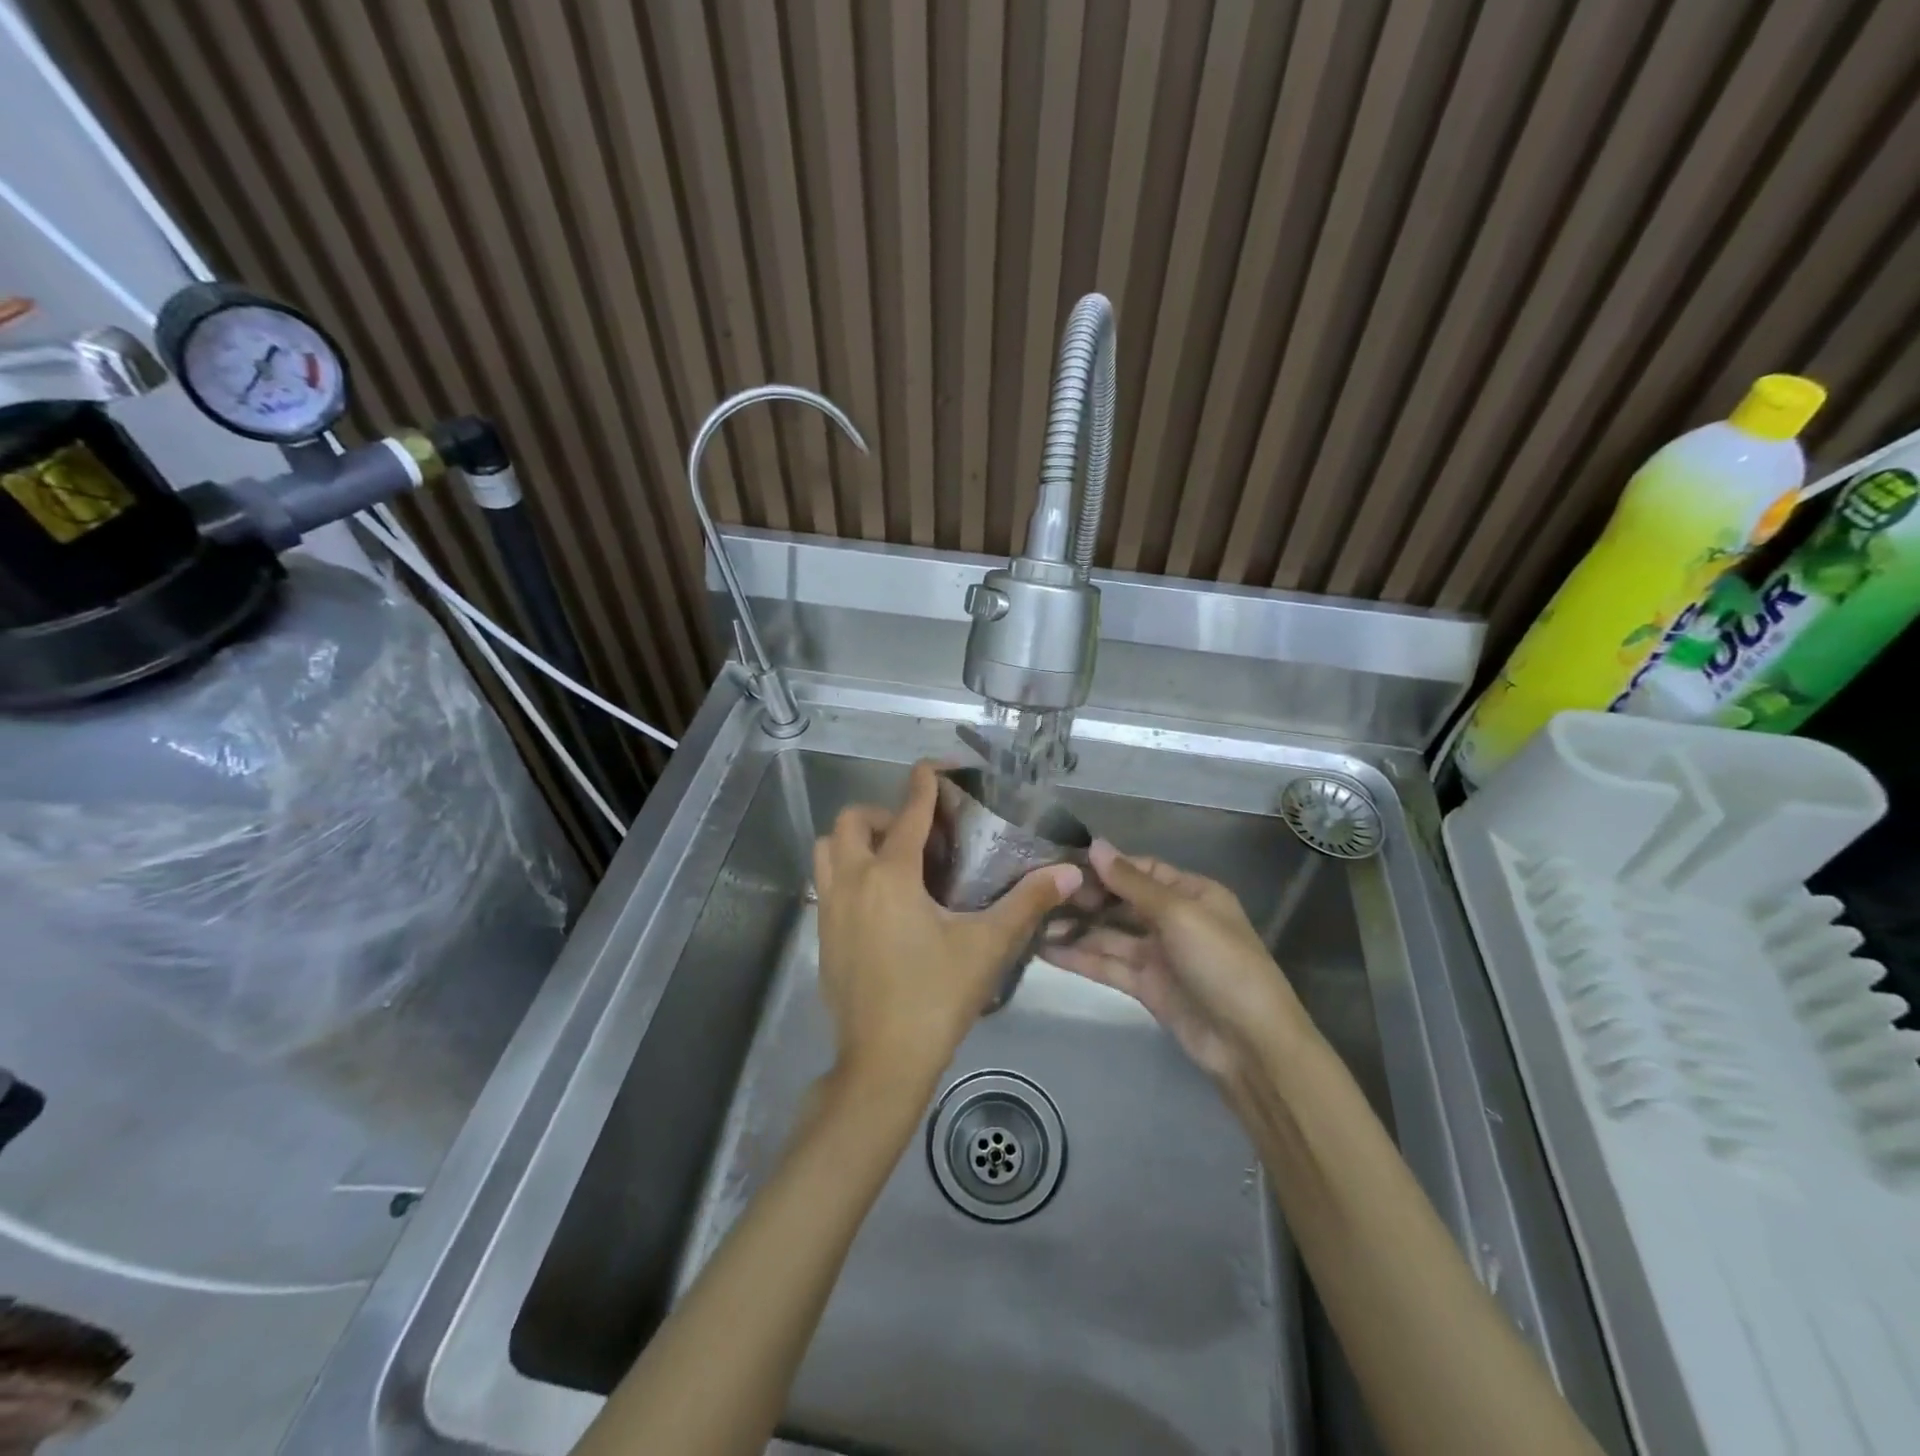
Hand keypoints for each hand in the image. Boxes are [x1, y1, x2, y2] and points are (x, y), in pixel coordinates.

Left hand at [814, 761, 1081, 1102]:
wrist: (882, 1063)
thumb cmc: (935, 997)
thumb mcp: (987, 947)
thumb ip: (1027, 903)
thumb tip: (1069, 872)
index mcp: (890, 875)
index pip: (908, 811)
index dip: (925, 783)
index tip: (937, 768)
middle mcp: (852, 881)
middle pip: (852, 820)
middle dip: (883, 813)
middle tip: (917, 835)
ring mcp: (830, 909)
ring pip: (828, 850)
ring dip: (856, 841)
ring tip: (894, 861)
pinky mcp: (823, 935)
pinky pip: (827, 882)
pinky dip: (848, 873)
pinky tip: (882, 903)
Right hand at [1044, 841, 1308, 1078]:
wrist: (1250, 1045)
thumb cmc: (1221, 964)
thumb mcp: (1179, 914)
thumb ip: (1132, 882)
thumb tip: (1095, 845)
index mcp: (1190, 893)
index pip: (1138, 870)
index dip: (1102, 866)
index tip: (1059, 862)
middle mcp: (1172, 918)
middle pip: (1120, 901)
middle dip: (1083, 898)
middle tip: (1037, 894)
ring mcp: (1158, 954)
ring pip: (1109, 934)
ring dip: (1075, 928)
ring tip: (1032, 921)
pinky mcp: (1146, 987)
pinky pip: (1108, 964)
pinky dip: (1080, 957)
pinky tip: (1046, 950)